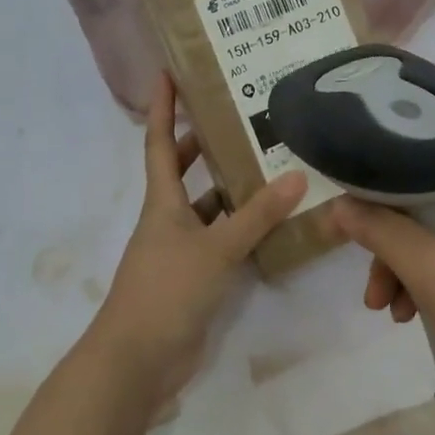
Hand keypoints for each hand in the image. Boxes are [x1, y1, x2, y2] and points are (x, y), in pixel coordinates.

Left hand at [87, 73, 304, 404]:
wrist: (137, 361)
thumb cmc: (166, 291)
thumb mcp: (215, 249)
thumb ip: (256, 216)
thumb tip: (297, 176)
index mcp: (162, 202)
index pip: (160, 142)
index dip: (163, 107)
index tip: (168, 72)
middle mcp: (168, 219)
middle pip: (183, 171)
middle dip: (204, 143)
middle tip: (240, 116)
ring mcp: (180, 250)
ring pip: (207, 207)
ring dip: (230, 188)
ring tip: (269, 163)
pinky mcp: (194, 277)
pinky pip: (221, 241)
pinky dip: (241, 229)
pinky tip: (272, 223)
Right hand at [330, 165, 434, 434]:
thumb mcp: (429, 271)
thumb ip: (380, 231)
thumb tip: (338, 204)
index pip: (428, 165)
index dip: (385, 187)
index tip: (351, 214)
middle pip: (430, 207)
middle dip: (392, 245)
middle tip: (369, 283)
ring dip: (406, 270)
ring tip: (385, 311)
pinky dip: (430, 286)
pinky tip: (410, 317)